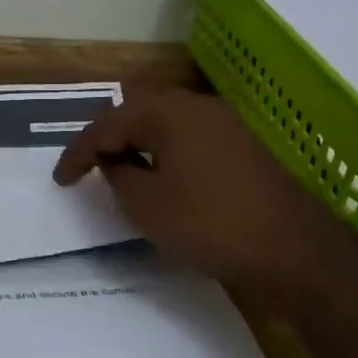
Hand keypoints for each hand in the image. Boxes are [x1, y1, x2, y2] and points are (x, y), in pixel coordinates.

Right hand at [52, 89, 357, 304]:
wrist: (296, 251)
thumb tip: (116, 161)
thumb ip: (119, 176)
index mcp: (169, 113)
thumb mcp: (147, 206)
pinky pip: (192, 136)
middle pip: (139, 109)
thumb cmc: (210, 225)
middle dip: (110, 135)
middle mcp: (198, 106)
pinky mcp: (247, 145)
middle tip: (91, 164)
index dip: (78, 152)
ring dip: (140, 141)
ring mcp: (228, 123)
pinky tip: (165, 175)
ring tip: (123, 170)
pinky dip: (168, 150)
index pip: (108, 124)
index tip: (61, 180)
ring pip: (168, 121)